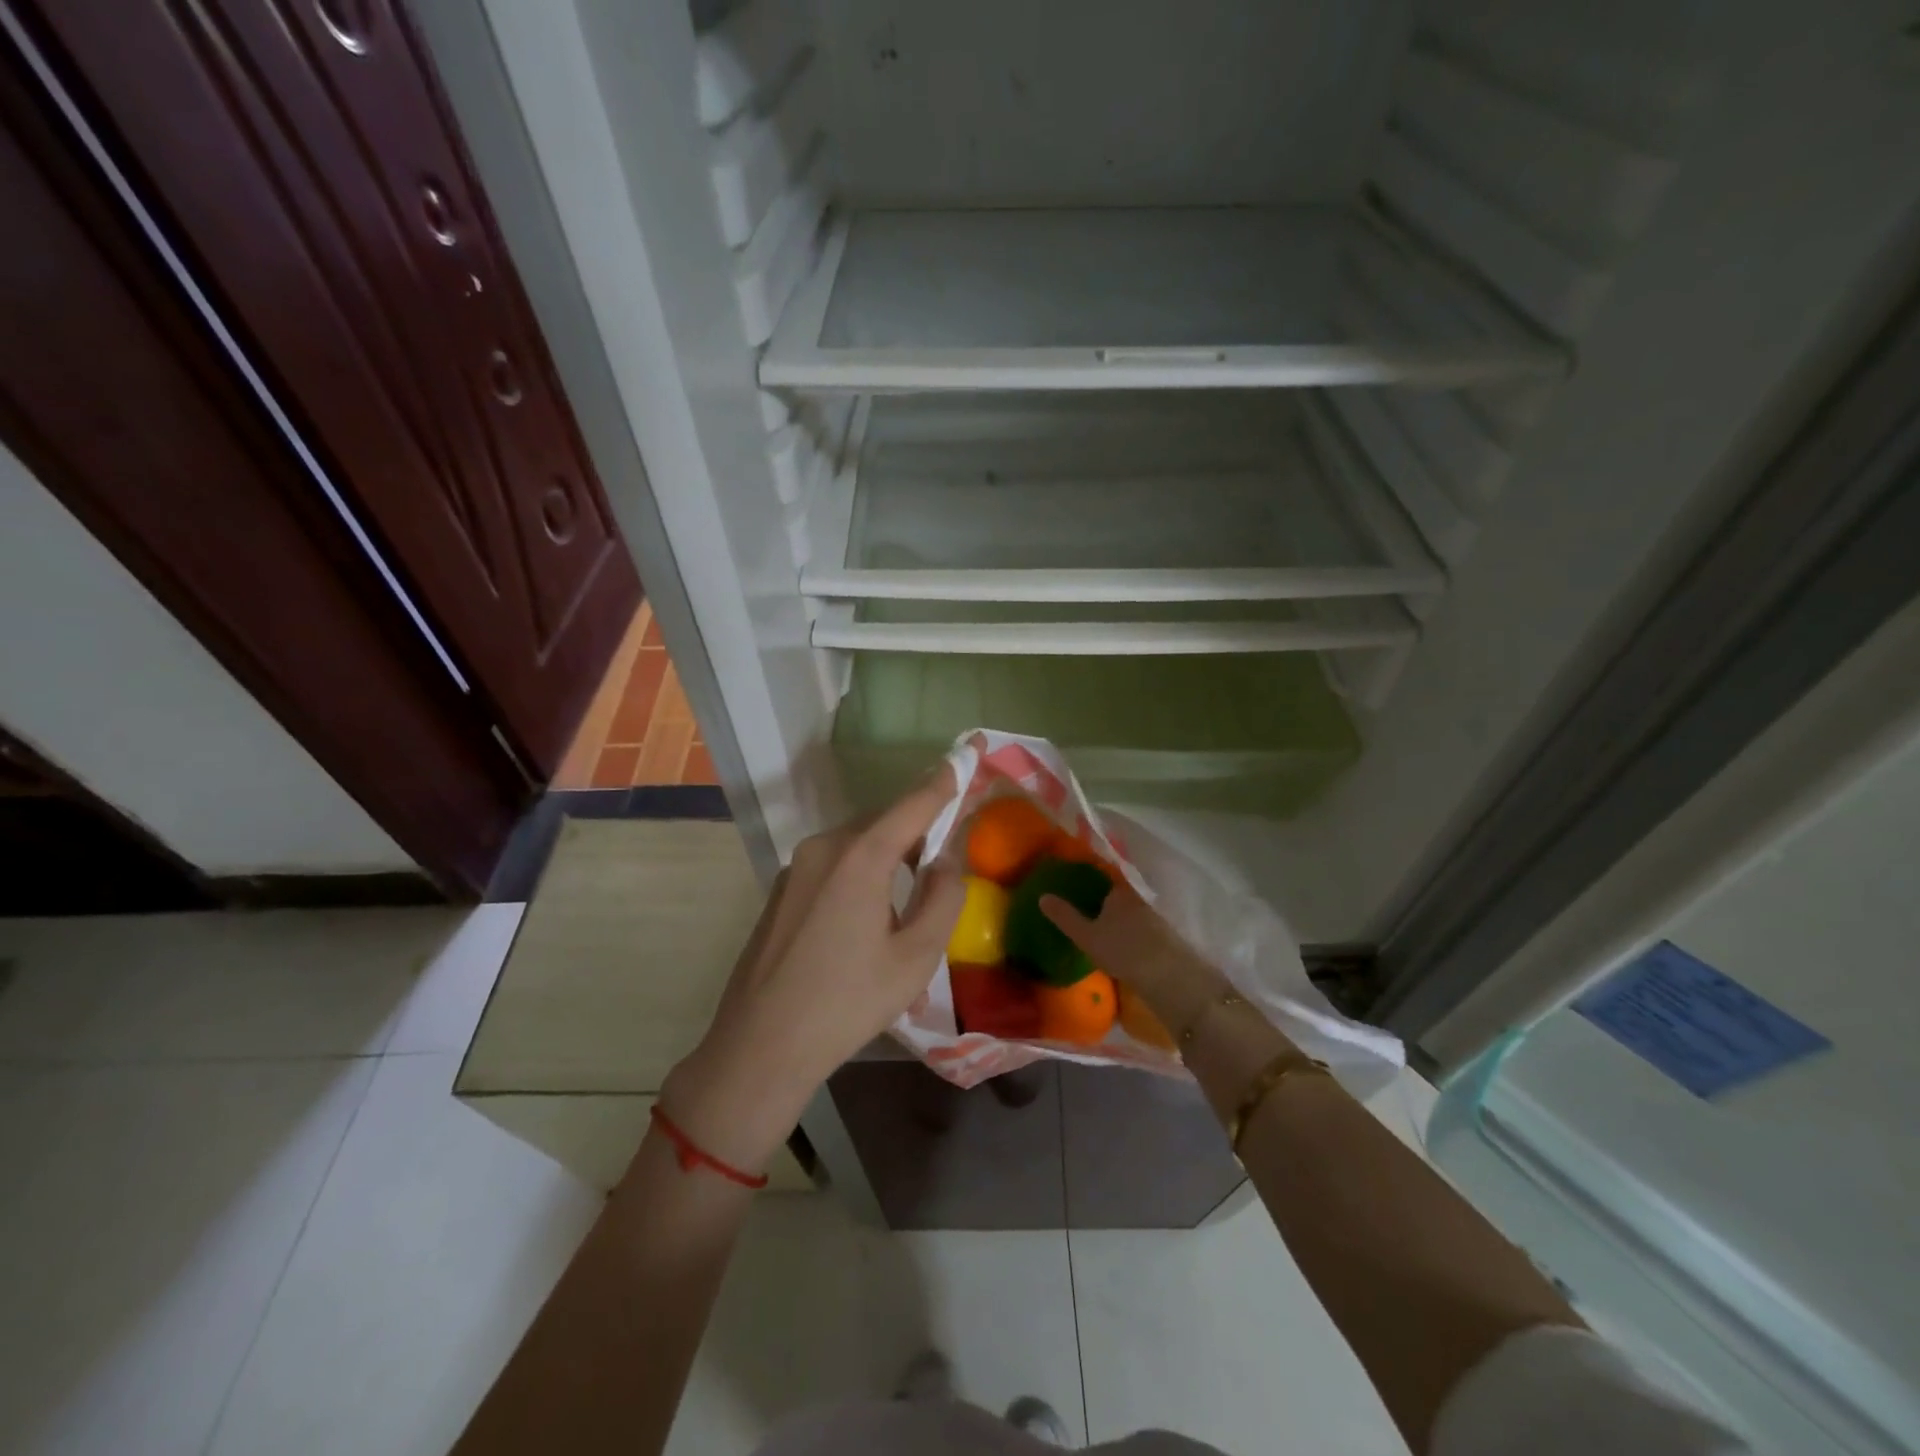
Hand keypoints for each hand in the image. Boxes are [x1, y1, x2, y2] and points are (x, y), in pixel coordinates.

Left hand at [660, 768, 965, 1173]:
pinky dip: (861, 870)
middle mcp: (824, 847)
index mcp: (860, 856)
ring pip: (857, 842)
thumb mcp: (915, 957)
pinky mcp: (783, 889)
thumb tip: (948, 859)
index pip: (914, 804)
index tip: (967, 752)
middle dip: (918, 827)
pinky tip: (867, 916)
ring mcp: (797, 866)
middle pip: (884, 821)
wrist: (759, 1046)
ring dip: (889, 853)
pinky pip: (834, 863)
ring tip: (910, 894)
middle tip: (946, 852)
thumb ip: (944, 897)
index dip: (944, 780)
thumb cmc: (847, 1003)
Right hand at [1040, 883, 1228, 1038]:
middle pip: (1115, 895)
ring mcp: (1153, 918)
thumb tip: (1042, 896)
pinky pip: (1138, 928)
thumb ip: (1065, 916)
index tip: (1074, 884)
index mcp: (1118, 892)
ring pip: (1128, 912)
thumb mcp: (1086, 936)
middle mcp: (1137, 899)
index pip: (1101, 877)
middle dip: (1102, 900)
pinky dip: (1128, 932)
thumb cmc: (1123, 950)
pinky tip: (1120, 944)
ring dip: (1116, 918)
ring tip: (1098, 928)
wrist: (1169, 977)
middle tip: (1083, 907)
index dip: (1088, 879)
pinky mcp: (1163, 938)